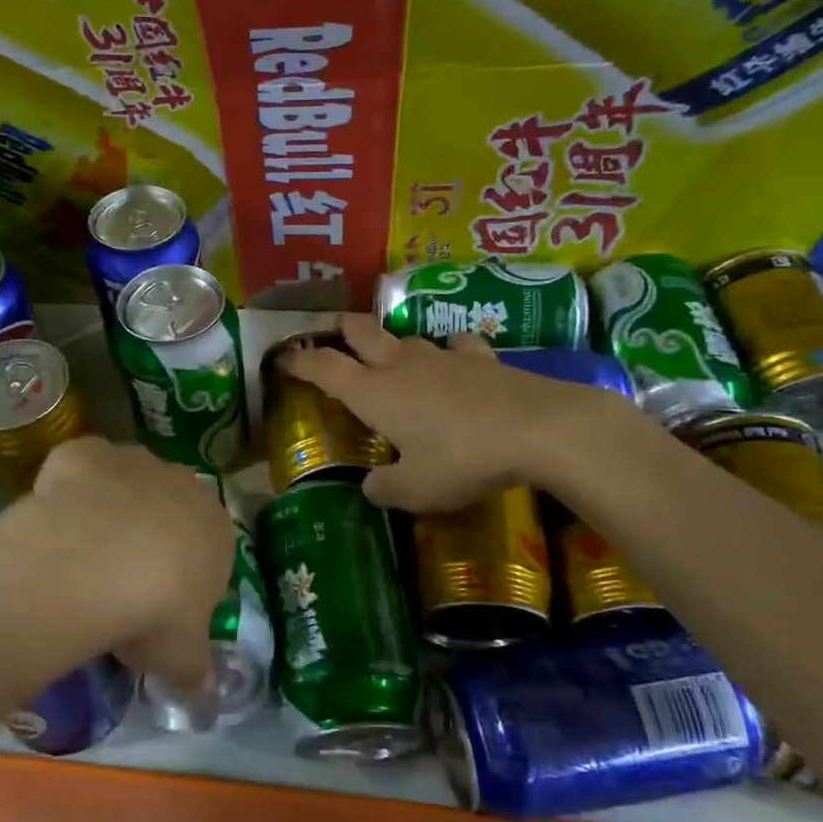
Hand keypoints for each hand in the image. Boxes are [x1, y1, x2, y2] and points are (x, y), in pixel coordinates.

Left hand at [0, 436, 232, 687]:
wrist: (94, 563)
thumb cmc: (154, 612)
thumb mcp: (182, 658)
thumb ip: (197, 673)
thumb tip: (207, 700)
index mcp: (216, 530)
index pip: (209, 551)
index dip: (183, 578)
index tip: (158, 608)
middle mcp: (182, 484)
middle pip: (168, 510)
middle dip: (149, 537)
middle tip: (118, 582)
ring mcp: (133, 461)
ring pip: (126, 482)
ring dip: (111, 508)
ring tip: (82, 554)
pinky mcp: (86, 452)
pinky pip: (81, 467)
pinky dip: (71, 486)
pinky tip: (55, 520)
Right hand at [281, 314, 640, 511]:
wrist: (540, 428)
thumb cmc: (463, 459)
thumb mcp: (416, 490)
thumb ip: (385, 489)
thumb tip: (371, 486)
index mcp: (374, 392)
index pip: (324, 367)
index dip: (299, 362)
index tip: (282, 360)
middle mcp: (401, 365)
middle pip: (360, 332)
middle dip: (339, 331)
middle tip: (329, 339)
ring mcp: (443, 356)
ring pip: (405, 337)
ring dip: (389, 343)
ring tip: (388, 358)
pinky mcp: (481, 357)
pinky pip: (455, 346)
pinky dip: (446, 352)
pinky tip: (453, 361)